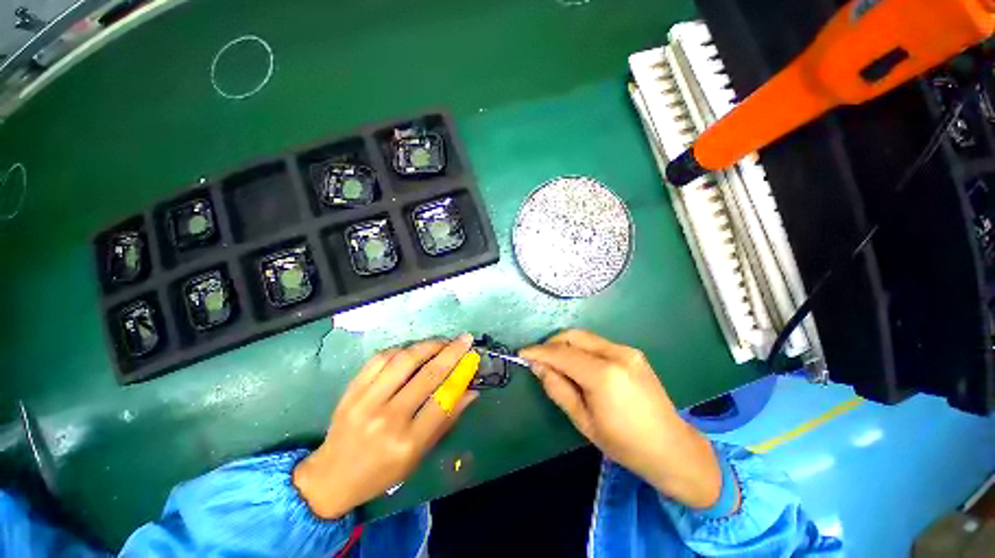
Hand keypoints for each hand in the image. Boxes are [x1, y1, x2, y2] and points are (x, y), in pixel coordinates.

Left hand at [293, 335, 477, 518]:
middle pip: (427, 375)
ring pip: (404, 360)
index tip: (472, 356)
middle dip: (451, 352)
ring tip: (442, 342)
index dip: (461, 373)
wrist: (331, 476)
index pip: (443, 399)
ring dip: (428, 345)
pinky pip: (380, 358)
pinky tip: (412, 350)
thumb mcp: (419, 456)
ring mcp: (366, 401)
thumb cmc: (381, 472)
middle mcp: (388, 418)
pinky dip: (401, 349)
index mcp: (407, 442)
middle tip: (465, 339)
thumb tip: (471, 391)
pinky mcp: (351, 390)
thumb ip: (446, 421)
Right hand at [520, 330, 724, 509]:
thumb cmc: (624, 443)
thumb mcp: (583, 421)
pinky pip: (597, 343)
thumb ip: (558, 388)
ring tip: (555, 362)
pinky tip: (578, 364)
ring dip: (565, 345)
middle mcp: (616, 354)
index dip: (539, 352)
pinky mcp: (632, 352)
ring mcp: (627, 350)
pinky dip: (581, 348)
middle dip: (551, 343)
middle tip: (538, 358)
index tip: (522, 353)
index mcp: (604, 375)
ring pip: (585, 337)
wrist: (672, 447)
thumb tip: (538, 366)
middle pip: (573, 336)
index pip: (562, 354)